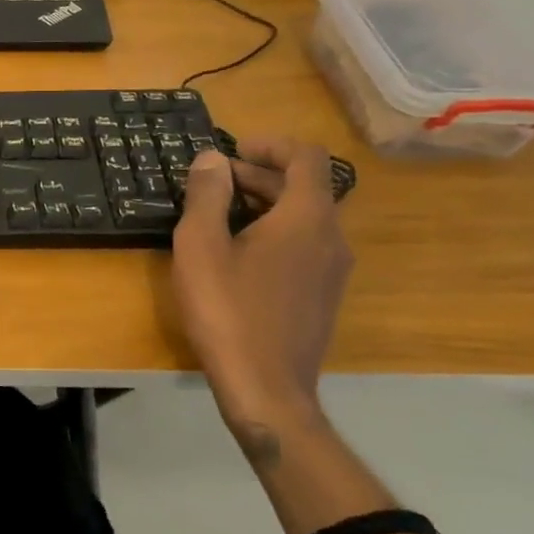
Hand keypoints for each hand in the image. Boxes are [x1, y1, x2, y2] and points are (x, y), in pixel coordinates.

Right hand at [173, 139, 352, 427]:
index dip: (270, 145)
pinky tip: (236, 255)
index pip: (306, 157)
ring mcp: (333, 270)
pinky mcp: (324, 295)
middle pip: (303, 187)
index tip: (232, 150)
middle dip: (258, 176)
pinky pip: (304, 246)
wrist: (266, 387)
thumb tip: (212, 159)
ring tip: (217, 218)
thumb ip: (206, 195)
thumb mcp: (200, 246)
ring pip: (304, 218)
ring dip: (264, 205)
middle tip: (211, 184)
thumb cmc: (228, 310)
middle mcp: (332, 237)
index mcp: (307, 218)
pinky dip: (274, 233)